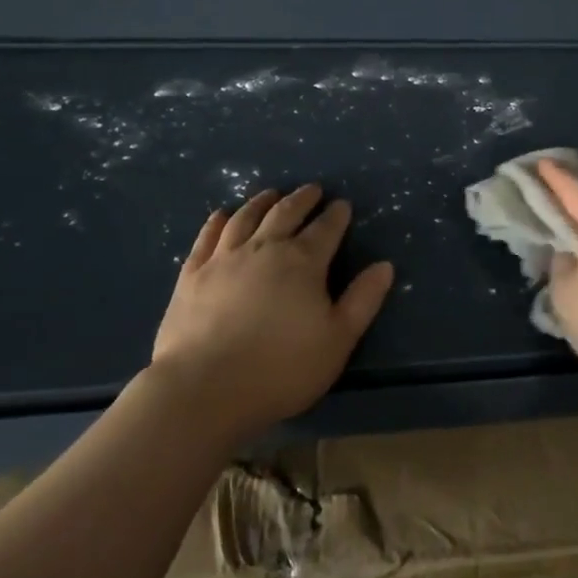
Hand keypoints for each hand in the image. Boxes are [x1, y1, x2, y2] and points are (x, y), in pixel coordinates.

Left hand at [147, 186, 392, 438]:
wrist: (204, 388)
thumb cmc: (281, 369)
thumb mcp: (337, 340)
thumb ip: (363, 300)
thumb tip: (385, 266)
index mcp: (303, 262)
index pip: (325, 229)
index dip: (336, 215)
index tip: (343, 204)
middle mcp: (264, 248)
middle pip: (286, 213)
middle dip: (302, 199)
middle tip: (312, 189)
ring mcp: (224, 258)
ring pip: (246, 218)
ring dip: (261, 202)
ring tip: (271, 194)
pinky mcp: (192, 274)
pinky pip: (206, 237)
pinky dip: (217, 222)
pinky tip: (221, 216)